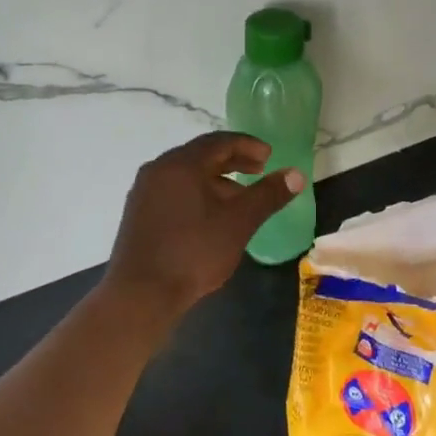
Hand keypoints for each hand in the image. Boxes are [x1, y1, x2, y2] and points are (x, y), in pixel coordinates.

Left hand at [104, 132, 305, 316]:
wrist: (141, 294)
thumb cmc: (194, 252)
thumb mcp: (239, 222)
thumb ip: (268, 194)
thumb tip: (296, 174)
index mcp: (181, 164)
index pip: (219, 141)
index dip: (248, 145)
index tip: (269, 157)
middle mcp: (159, 169)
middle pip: (201, 155)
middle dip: (233, 161)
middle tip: (259, 171)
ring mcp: (144, 191)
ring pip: (187, 174)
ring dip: (216, 179)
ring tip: (240, 198)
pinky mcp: (139, 213)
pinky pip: (174, 191)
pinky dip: (197, 193)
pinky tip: (211, 217)